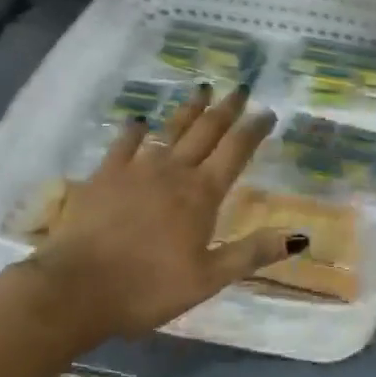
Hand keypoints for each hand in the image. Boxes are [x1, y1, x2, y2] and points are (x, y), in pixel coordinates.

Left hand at [34, 86, 302, 340]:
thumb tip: (300, 235)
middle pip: (205, 131)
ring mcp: (136, 168)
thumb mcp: (208, 278)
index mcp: (201, 194)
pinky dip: (134, 129)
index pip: (235, 152)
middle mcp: (173, 171)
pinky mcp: (105, 174)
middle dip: (226, 109)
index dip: (253, 130)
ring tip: (202, 89)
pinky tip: (138, 120)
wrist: (76, 287)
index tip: (267, 112)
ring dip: (189, 109)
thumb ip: (252, 252)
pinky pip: (124, 143)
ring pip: (169, 129)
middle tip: (240, 89)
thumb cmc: (148, 288)